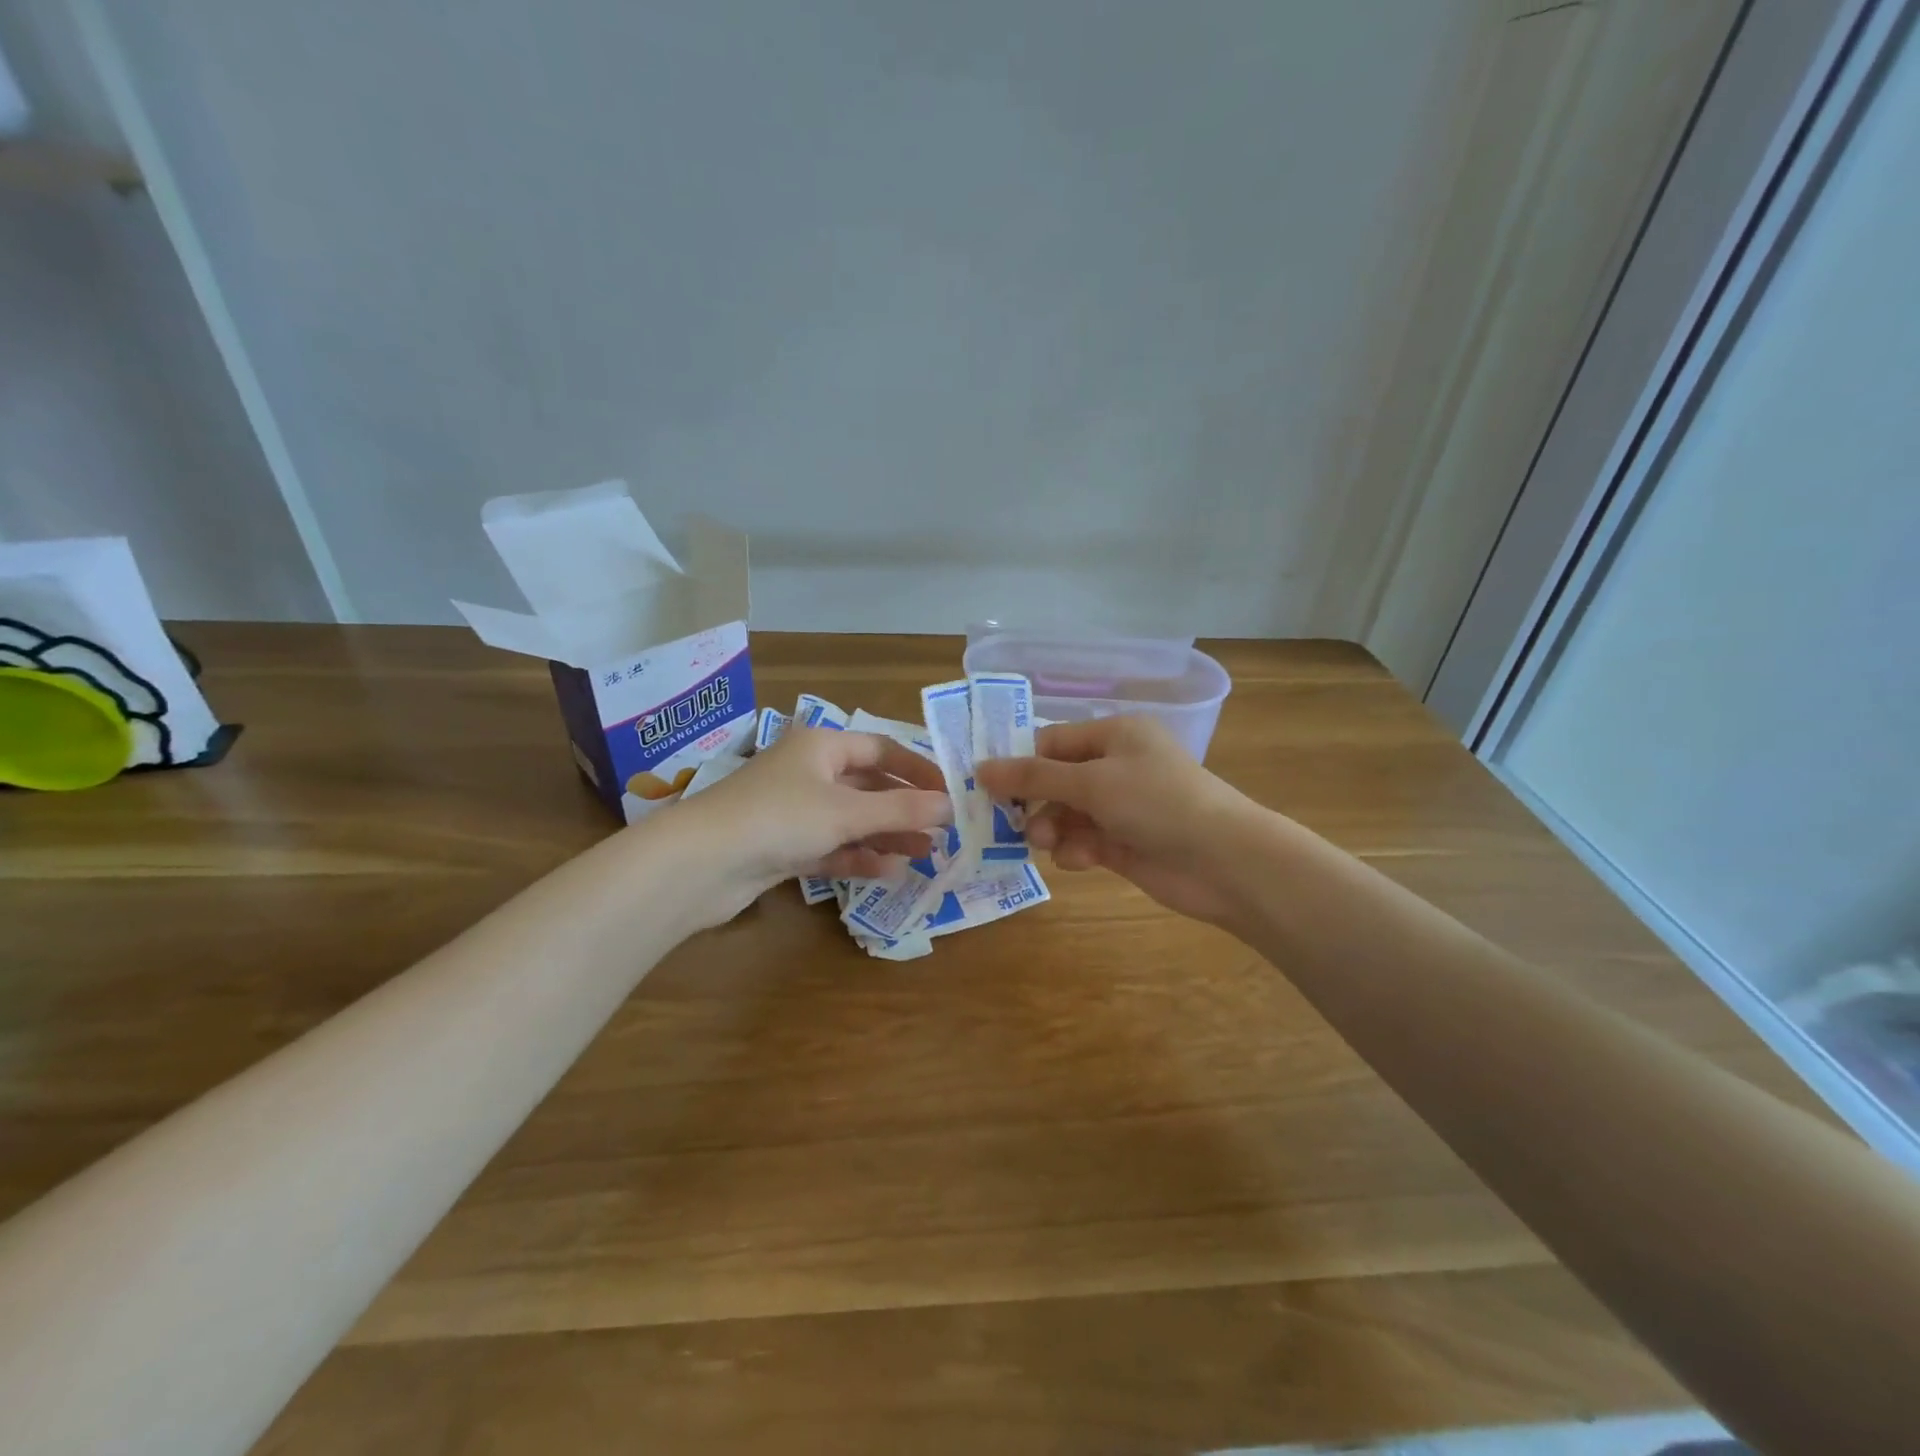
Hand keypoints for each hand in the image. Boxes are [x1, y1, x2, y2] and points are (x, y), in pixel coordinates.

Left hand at [664, 728, 951, 923]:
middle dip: (904, 809)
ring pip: (851, 820)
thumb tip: (950, 806)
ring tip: (925, 854)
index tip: (949, 793)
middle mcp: (808, 772)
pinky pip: (831, 847)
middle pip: (868, 786)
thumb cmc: (779, 818)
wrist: (700, 864)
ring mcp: (793, 812)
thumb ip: (901, 809)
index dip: (917, 769)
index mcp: (821, 746)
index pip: (881, 748)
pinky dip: (858, 857)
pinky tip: (888, 872)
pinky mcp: (782, 847)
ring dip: (886, 836)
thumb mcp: (847, 811)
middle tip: (942, 831)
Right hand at [976, 716, 1266, 925]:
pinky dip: (1076, 850)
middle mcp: (1117, 766)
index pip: (1053, 742)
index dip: (1019, 763)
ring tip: (1047, 843)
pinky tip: (1079, 860)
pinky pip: (1083, 841)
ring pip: (1066, 814)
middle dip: (1034, 802)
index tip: (985, 786)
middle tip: (1008, 822)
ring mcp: (1121, 807)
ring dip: (1052, 828)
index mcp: (1115, 735)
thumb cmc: (1156, 802)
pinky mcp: (1124, 843)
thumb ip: (1034, 778)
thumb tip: (980, 769)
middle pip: (1056, 780)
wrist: (1223, 861)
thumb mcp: (1091, 782)